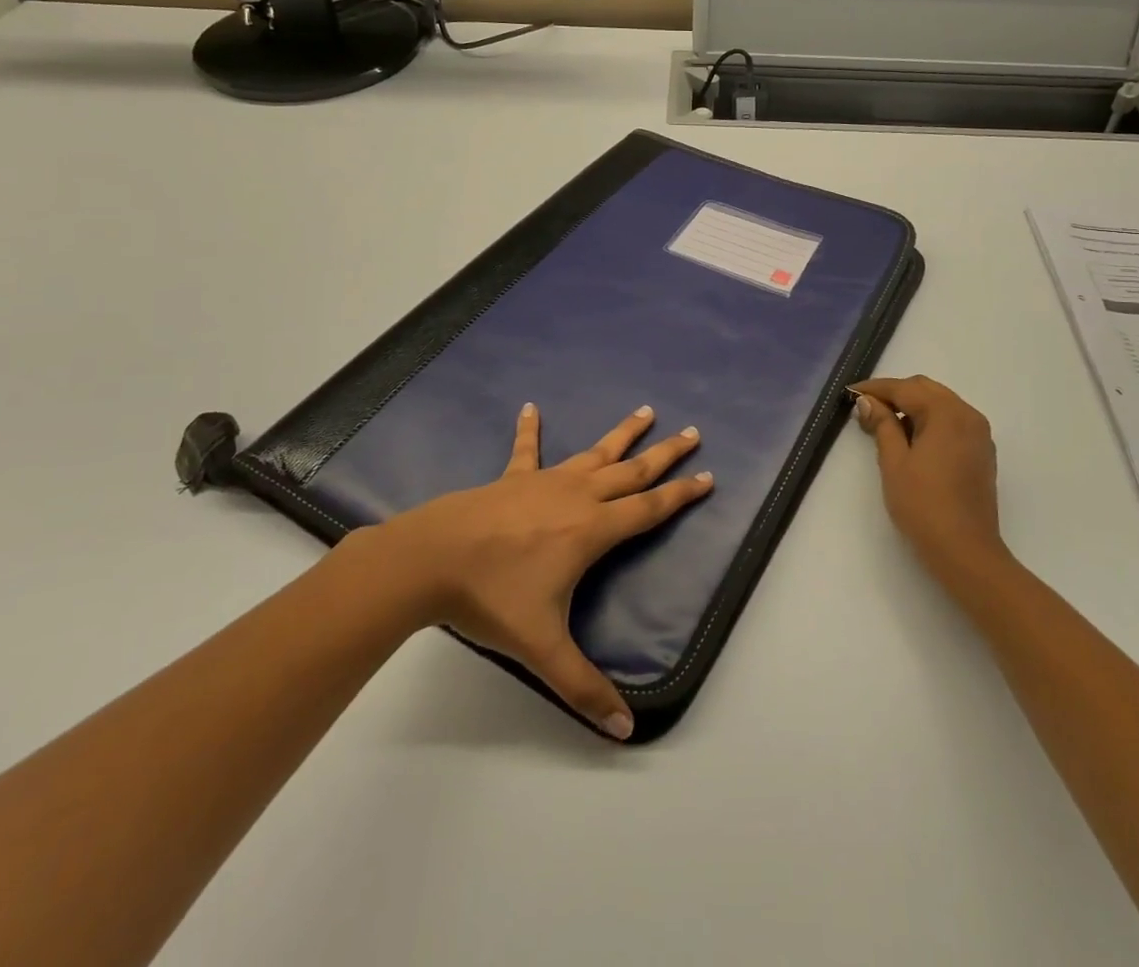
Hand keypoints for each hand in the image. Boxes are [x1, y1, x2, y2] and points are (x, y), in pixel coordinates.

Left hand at [387, 403, 711, 739]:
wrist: (430, 560)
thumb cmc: (492, 597)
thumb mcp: (541, 648)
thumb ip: (583, 688)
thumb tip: (625, 731)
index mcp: (592, 529)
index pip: (649, 509)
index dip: (681, 495)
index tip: (708, 476)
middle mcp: (578, 496)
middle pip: (632, 471)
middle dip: (665, 454)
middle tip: (693, 432)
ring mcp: (545, 480)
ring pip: (594, 452)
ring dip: (622, 433)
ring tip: (645, 410)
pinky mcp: (512, 477)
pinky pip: (527, 449)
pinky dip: (530, 429)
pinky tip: (529, 407)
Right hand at [853, 376, 1007, 584]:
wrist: (966, 551)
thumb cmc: (924, 505)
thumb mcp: (894, 462)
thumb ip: (882, 425)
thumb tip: (868, 402)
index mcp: (947, 413)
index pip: (905, 389)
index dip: (875, 389)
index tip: (849, 392)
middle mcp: (968, 415)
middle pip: (926, 390)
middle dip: (895, 394)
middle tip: (865, 408)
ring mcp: (979, 434)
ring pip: (940, 404)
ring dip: (912, 407)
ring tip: (884, 424)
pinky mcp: (981, 452)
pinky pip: (952, 422)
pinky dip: (929, 421)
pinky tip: (910, 439)